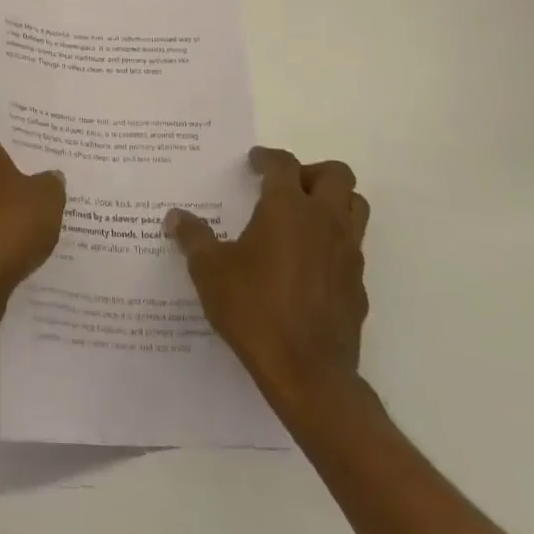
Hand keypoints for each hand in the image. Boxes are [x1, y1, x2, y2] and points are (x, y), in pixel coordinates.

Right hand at [166, 147, 369, 402]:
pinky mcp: (358, 286)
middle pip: (337, 174)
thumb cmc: (255, 310)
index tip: (253, 163)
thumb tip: (175, 217)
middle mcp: (324, 221)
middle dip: (311, 172)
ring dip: (333, 202)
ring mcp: (348, 253)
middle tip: (286, 188)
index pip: (284, 164)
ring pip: (355, 207)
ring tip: (303, 218)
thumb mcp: (210, 271)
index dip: (267, 158)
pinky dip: (335, 243)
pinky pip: (353, 248)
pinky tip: (309, 265)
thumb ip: (193, 238)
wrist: (309, 375)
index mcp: (288, 208)